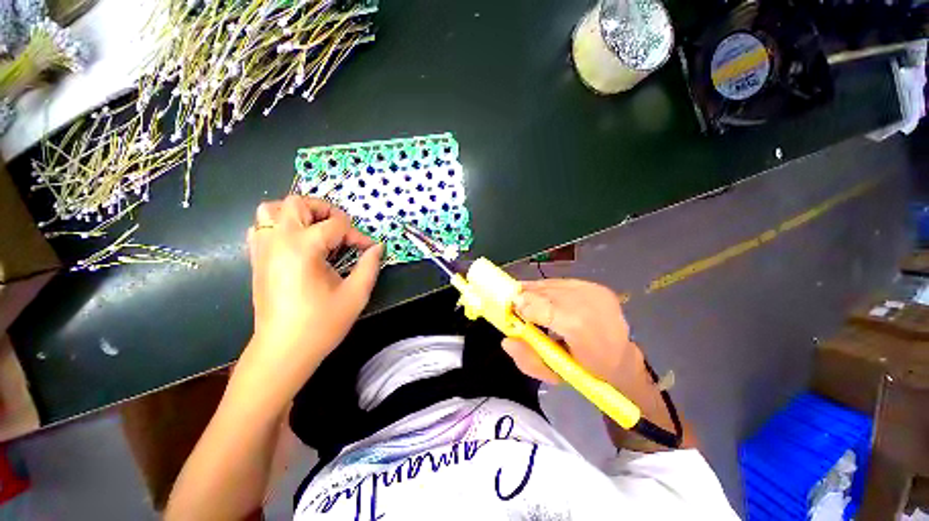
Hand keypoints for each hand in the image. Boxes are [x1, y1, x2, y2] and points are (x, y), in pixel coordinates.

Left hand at [245, 196, 382, 372]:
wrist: (283, 350)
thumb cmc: (321, 324)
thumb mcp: (356, 294)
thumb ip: (370, 265)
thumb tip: (378, 247)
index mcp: (303, 248)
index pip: (336, 226)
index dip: (357, 235)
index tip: (368, 250)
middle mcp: (278, 241)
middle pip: (297, 203)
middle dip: (325, 211)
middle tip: (341, 230)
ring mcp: (262, 249)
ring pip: (271, 209)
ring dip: (297, 214)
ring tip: (317, 231)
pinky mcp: (256, 260)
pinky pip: (261, 227)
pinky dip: (280, 226)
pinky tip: (297, 244)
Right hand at [501, 279, 642, 386]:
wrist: (622, 360)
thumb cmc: (587, 371)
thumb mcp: (554, 373)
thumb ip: (528, 359)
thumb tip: (507, 340)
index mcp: (582, 329)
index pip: (544, 308)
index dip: (524, 306)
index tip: (511, 309)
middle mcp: (590, 304)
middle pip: (545, 292)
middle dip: (526, 297)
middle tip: (515, 306)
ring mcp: (594, 292)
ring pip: (552, 284)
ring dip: (536, 292)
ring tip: (528, 302)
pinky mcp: (595, 286)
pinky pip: (561, 282)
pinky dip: (549, 289)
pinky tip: (545, 298)